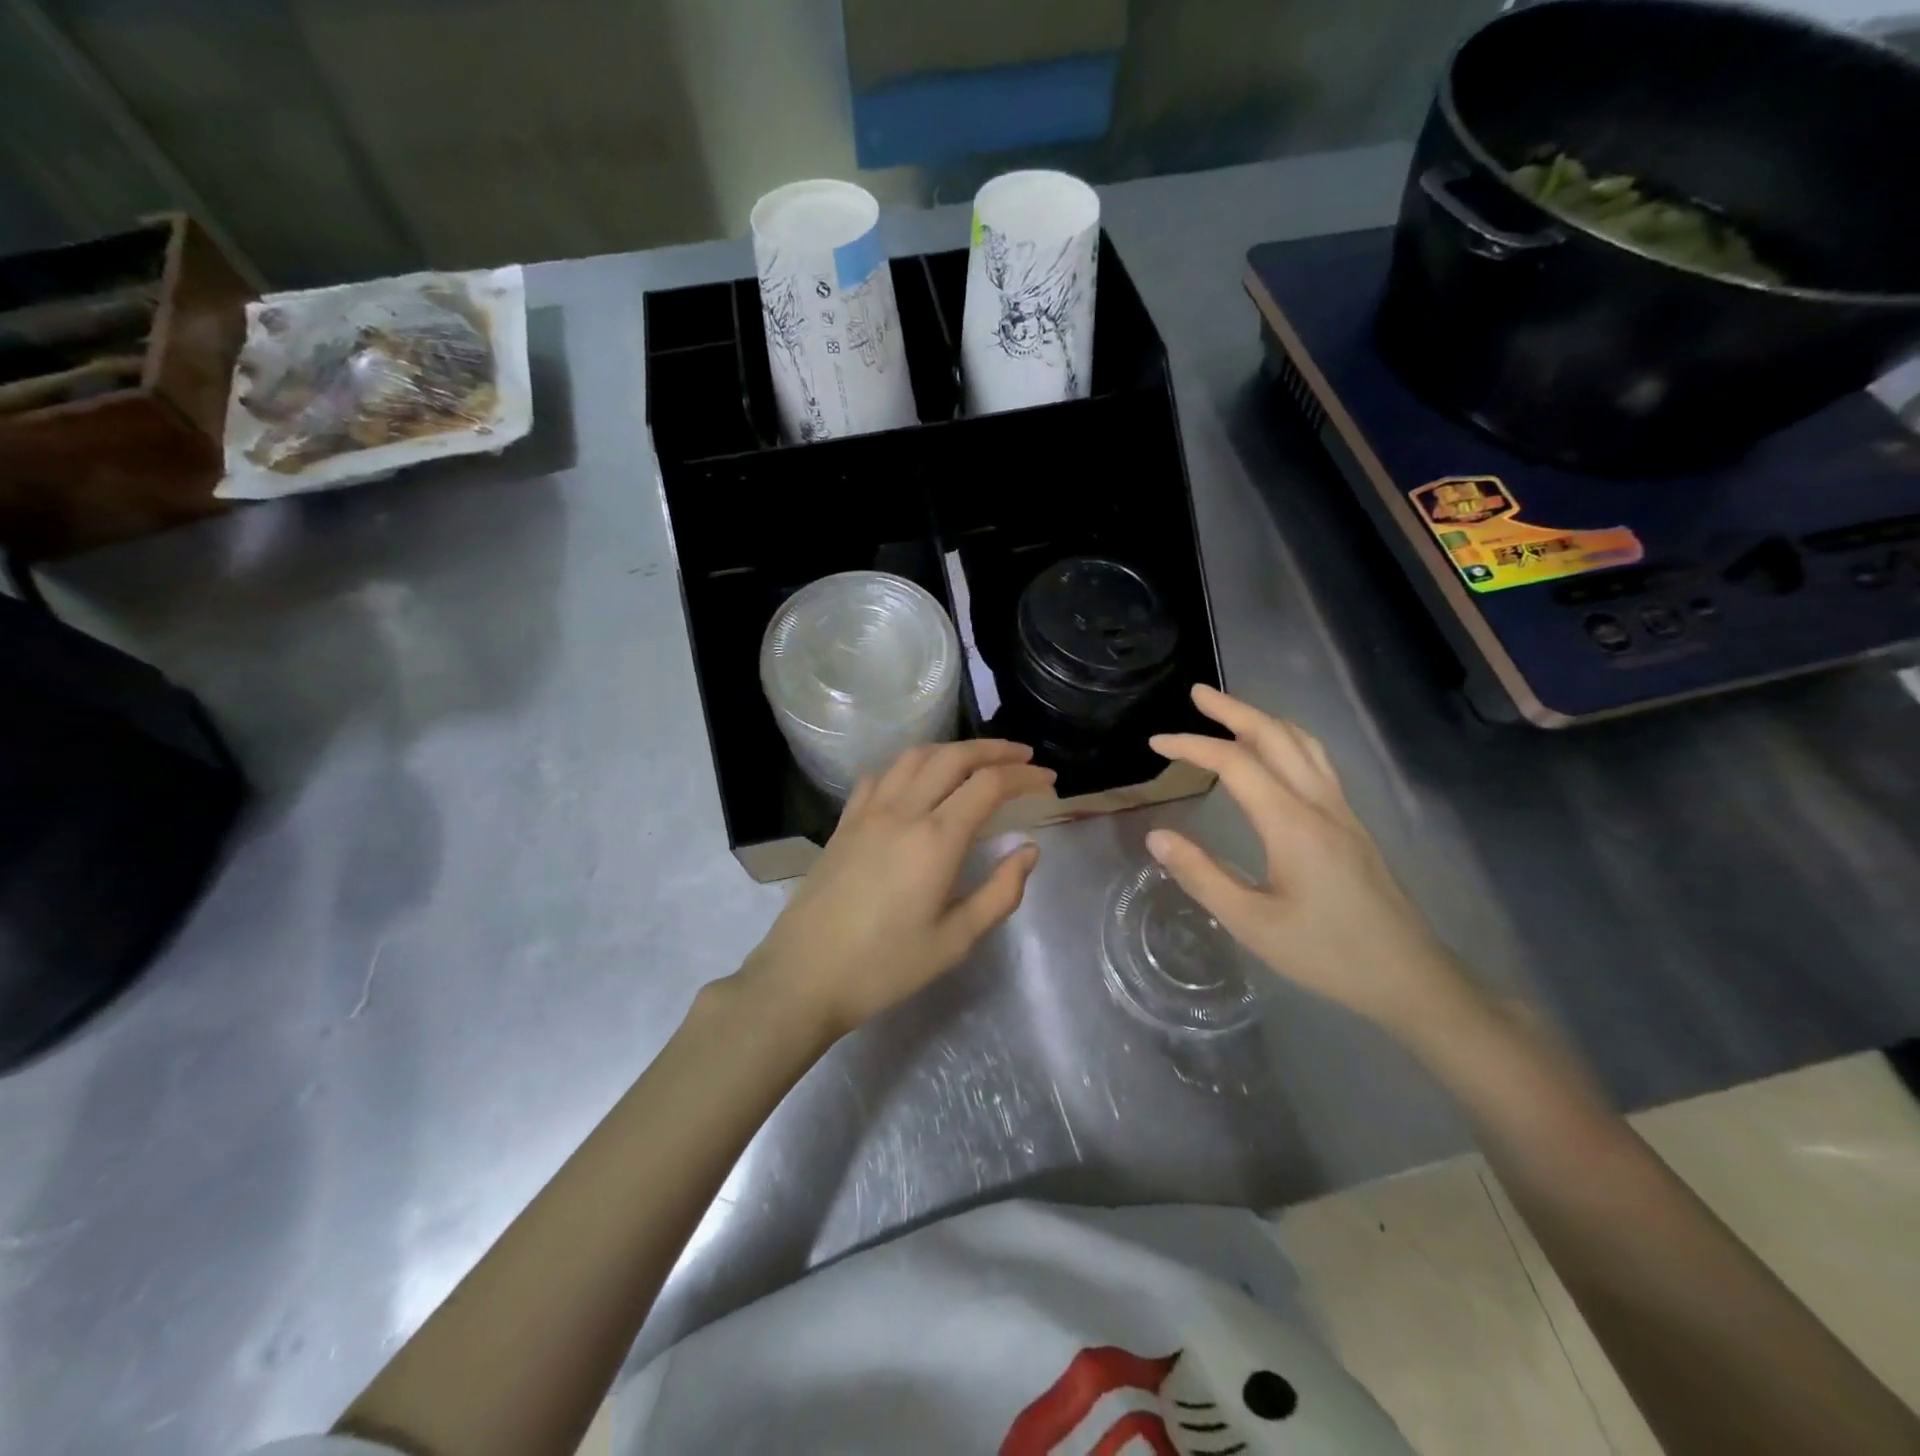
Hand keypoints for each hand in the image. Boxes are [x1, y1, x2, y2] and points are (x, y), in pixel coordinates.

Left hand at [737, 740, 1054, 1039]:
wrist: (804, 975)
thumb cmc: (885, 966)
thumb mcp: (955, 941)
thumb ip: (1000, 892)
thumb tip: (1029, 850)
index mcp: (936, 839)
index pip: (989, 785)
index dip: (1023, 776)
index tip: (1048, 781)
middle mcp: (903, 811)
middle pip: (954, 757)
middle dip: (994, 750)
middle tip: (1023, 757)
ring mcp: (868, 812)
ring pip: (915, 757)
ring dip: (953, 750)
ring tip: (977, 760)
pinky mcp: (845, 822)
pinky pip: (881, 775)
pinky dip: (910, 765)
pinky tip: (918, 780)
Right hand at [1147, 685, 1468, 1031]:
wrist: (1409, 978)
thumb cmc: (1326, 953)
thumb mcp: (1252, 923)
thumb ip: (1201, 876)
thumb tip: (1157, 836)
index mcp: (1292, 824)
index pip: (1236, 764)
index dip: (1192, 746)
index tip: (1155, 743)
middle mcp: (1319, 804)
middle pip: (1276, 736)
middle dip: (1233, 709)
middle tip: (1197, 693)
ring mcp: (1342, 811)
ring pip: (1304, 744)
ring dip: (1264, 719)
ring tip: (1232, 714)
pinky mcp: (1352, 824)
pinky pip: (1317, 762)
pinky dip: (1288, 740)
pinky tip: (1276, 755)